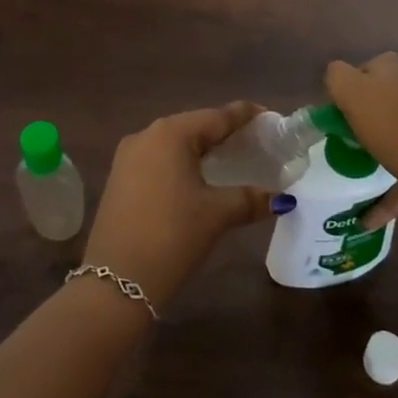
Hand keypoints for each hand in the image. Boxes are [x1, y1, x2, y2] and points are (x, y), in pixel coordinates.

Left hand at [82, 102, 275, 309]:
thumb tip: (282, 198)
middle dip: (224, 132)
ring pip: (174, 143)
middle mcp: (146, 135)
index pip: (217, 116)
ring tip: (231, 158)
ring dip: (201, 149)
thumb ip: (250, 199)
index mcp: (171, 133)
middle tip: (255, 142)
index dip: (245, 116)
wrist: (115, 282)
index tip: (269, 117)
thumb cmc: (172, 236)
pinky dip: (181, 163)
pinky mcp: (119, 177)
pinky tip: (197, 178)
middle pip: (194, 126)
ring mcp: (128, 156)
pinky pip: (158, 159)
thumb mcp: (216, 215)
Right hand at [325, 52, 397, 229]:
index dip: (347, 89)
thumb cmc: (391, 124)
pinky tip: (369, 217)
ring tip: (358, 172)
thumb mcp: (350, 91)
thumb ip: (337, 76)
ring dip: (379, 150)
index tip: (337, 114)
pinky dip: (390, 188)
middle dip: (366, 117)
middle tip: (346, 140)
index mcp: (394, 67)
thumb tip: (337, 76)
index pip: (364, 69)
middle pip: (383, 99)